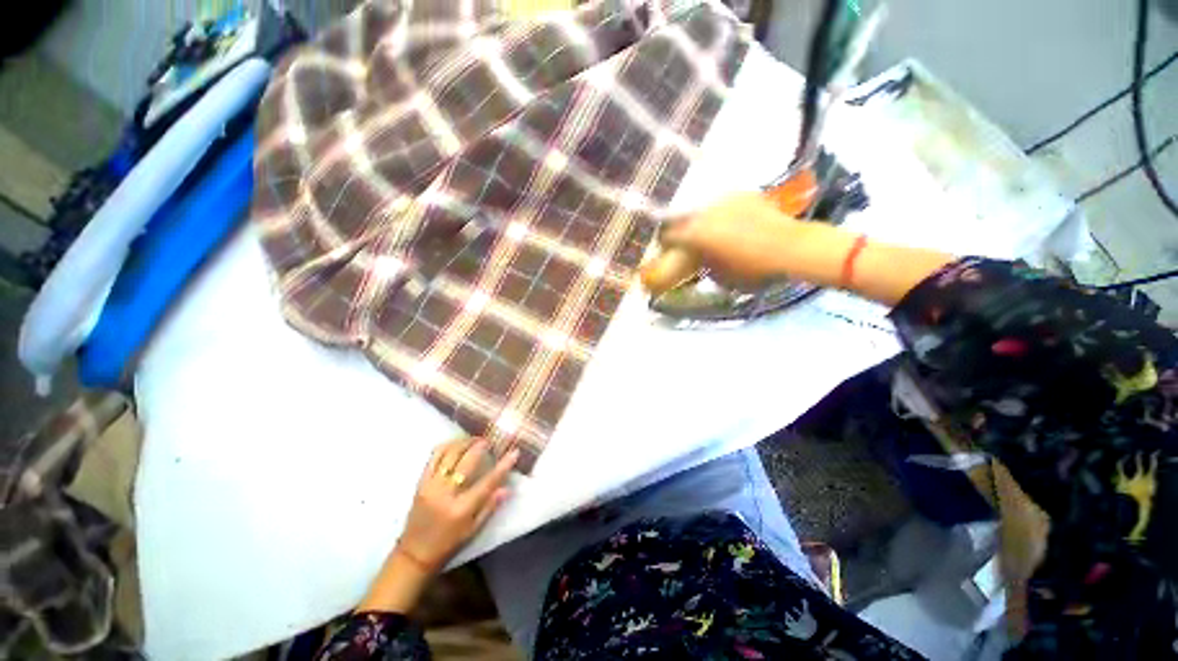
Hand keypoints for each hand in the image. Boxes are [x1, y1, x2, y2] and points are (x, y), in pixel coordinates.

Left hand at [399, 438, 517, 569]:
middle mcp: (446, 494)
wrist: (414, 554)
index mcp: (461, 509)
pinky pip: (434, 458)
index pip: (487, 482)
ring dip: (464, 442)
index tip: (514, 452)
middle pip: (467, 462)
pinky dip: (447, 446)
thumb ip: (490, 507)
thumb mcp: (473, 531)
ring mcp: (431, 486)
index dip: (503, 466)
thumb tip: (507, 488)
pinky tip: (456, 444)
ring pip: (449, 454)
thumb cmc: (448, 544)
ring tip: (475, 440)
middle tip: (490, 441)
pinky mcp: (420, 483)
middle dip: (481, 447)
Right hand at [642, 193, 802, 292]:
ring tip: (709, 228)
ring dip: (701, 218)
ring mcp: (724, 200)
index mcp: (696, 233)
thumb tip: (696, 257)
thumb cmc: (751, 268)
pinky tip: (729, 220)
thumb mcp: (719, 274)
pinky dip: (721, 212)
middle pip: (683, 218)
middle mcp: (705, 212)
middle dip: (682, 229)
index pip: (668, 235)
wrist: (789, 247)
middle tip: (686, 239)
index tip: (666, 248)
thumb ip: (701, 262)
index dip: (665, 243)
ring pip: (703, 208)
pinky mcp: (742, 194)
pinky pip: (723, 202)